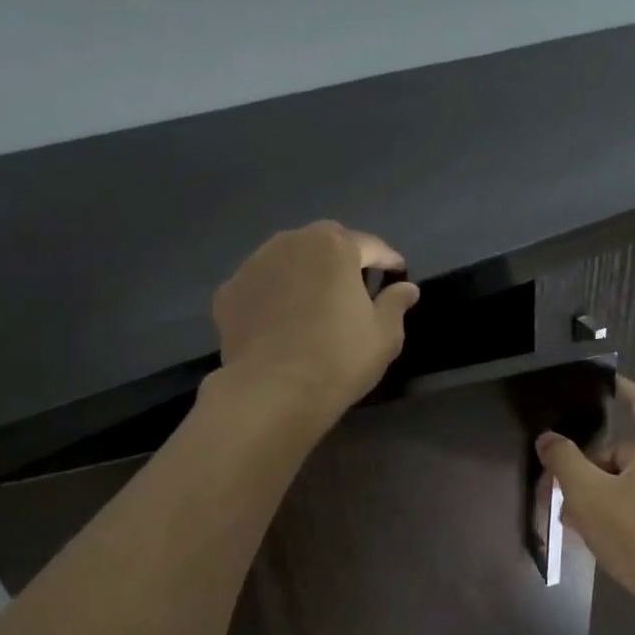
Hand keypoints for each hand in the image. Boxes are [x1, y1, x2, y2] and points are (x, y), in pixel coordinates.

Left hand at [212, 221, 419, 424]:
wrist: (273, 391)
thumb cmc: (340, 358)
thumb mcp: (384, 335)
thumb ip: (396, 304)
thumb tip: (406, 288)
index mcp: (335, 246)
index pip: (371, 246)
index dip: (388, 261)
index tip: (398, 275)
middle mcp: (291, 242)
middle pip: (325, 244)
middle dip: (342, 260)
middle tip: (355, 289)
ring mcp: (253, 265)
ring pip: (288, 261)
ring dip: (304, 274)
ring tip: (314, 304)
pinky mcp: (228, 292)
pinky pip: (261, 287)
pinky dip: (273, 297)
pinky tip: (281, 323)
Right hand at [536, 377, 634, 623]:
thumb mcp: (589, 495)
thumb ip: (564, 461)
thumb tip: (548, 438)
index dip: (620, 387)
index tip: (601, 382)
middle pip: (626, 449)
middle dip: (591, 463)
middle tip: (560, 485)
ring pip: (630, 480)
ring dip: (599, 491)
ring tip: (571, 517)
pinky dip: (617, 509)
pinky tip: (596, 534)